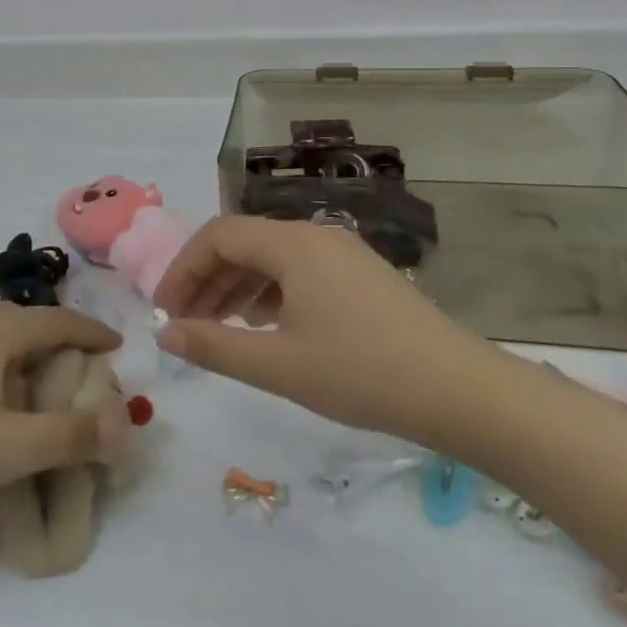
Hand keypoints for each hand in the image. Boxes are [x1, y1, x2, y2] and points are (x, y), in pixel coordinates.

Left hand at [0, 305, 123, 510]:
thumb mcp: (9, 449)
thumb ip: (70, 436)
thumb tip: (121, 420)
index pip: (63, 321)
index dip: (95, 334)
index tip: (119, 348)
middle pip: (30, 327)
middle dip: (62, 351)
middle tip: (83, 382)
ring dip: (26, 362)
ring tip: (37, 396)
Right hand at [154, 215, 492, 445]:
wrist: (462, 391)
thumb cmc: (361, 373)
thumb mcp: (278, 365)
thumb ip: (214, 345)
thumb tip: (164, 332)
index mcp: (292, 243)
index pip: (218, 236)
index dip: (182, 269)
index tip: (164, 310)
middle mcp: (315, 235)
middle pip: (244, 243)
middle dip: (206, 280)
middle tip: (185, 324)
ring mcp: (343, 253)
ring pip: (272, 258)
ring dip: (236, 287)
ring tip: (219, 328)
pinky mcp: (362, 276)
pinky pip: (300, 272)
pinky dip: (270, 293)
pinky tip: (266, 326)